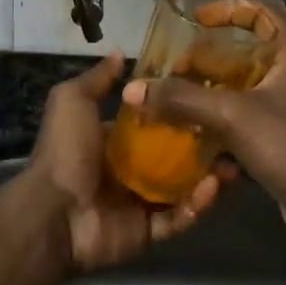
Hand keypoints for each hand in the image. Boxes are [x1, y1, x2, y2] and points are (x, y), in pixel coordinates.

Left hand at [20, 53, 222, 272]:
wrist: (53, 212)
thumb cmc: (65, 151)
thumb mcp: (73, 101)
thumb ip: (97, 79)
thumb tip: (118, 52)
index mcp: (112, 141)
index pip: (153, 124)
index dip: (178, 112)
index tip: (208, 98)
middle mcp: (128, 171)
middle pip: (174, 157)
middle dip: (202, 148)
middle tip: (231, 135)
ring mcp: (139, 203)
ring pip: (183, 189)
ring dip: (208, 177)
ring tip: (232, 164)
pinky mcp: (147, 232)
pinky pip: (178, 219)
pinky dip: (197, 206)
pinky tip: (214, 187)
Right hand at [121, 0, 285, 224]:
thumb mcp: (232, 115)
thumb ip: (182, 99)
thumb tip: (133, 89)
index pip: (261, 14)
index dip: (228, 10)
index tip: (196, 20)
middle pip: (244, 53)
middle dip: (206, 59)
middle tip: (173, 70)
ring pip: (240, 88)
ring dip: (208, 91)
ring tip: (172, 99)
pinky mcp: (281, 139)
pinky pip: (243, 118)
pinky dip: (218, 119)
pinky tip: (190, 131)